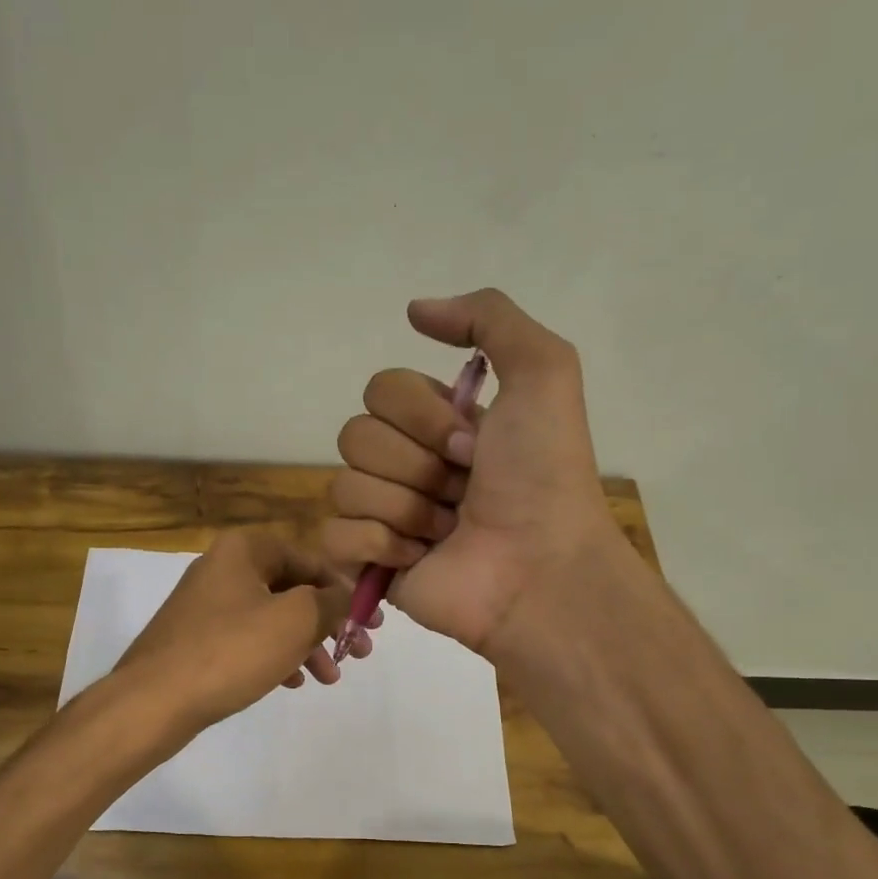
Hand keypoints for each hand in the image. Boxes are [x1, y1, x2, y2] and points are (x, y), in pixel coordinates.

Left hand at [112, 528, 353, 731]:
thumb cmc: (231, 651)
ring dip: (307, 644)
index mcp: (245, 549)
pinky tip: (293, 682)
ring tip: (330, 677)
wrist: (154, 701)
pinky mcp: (197, 639)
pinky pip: (249, 640)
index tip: (373, 622)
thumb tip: (349, 594)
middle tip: (360, 651)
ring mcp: (207, 605)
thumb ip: (332, 601)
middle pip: (293, 589)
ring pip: (273, 618)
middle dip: (330, 622)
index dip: (347, 590)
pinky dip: (276, 656)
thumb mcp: (295, 620)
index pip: (312, 560)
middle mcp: (224, 568)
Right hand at [323, 289, 621, 657]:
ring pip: (345, 486)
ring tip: (448, 531)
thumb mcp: (544, 372)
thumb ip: (488, 318)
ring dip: (405, 507)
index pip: (380, 389)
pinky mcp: (369, 564)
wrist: (539, 568)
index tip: (473, 445)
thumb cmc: (543, 476)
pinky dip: (377, 545)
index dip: (422, 415)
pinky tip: (418, 558)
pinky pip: (333, 535)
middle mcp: (407, 465)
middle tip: (462, 491)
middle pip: (354, 435)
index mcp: (437, 424)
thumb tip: (414, 310)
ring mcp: (385, 517)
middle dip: (415, 464)